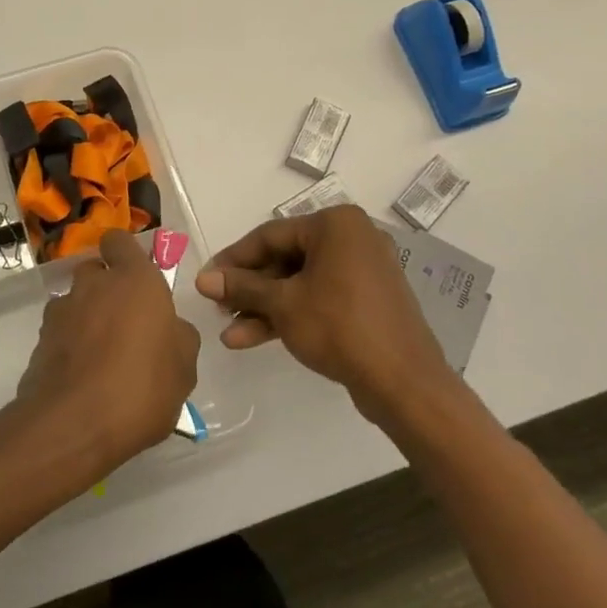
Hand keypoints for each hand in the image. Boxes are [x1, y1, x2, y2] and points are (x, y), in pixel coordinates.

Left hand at [15, 229, 199, 479]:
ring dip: (86, 318)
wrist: (73, 425)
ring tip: (102, 358)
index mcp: (134, 280)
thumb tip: (169, 329)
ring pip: (75, 302)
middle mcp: (93, 285)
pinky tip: (84, 378)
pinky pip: (60, 334)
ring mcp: (61, 312)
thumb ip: (178, 337)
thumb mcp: (184, 368)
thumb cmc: (142, 387)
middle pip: (95, 271)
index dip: (125, 254)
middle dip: (106, 289)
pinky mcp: (39, 342)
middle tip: (125, 324)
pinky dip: (70, 346)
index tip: (136, 276)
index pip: (119, 241)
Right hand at [194, 205, 453, 422]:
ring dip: (264, 307)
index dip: (234, 259)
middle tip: (218, 308)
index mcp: (336, 225)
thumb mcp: (283, 304)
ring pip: (300, 283)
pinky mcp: (366, 301)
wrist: (404, 382)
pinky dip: (290, 314)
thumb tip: (203, 279)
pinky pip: (319, 299)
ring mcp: (362, 271)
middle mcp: (352, 239)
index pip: (270, 235)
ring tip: (230, 333)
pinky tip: (253, 338)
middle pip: (285, 259)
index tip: (207, 280)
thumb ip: (242, 287)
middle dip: (249, 289)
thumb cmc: (340, 327)